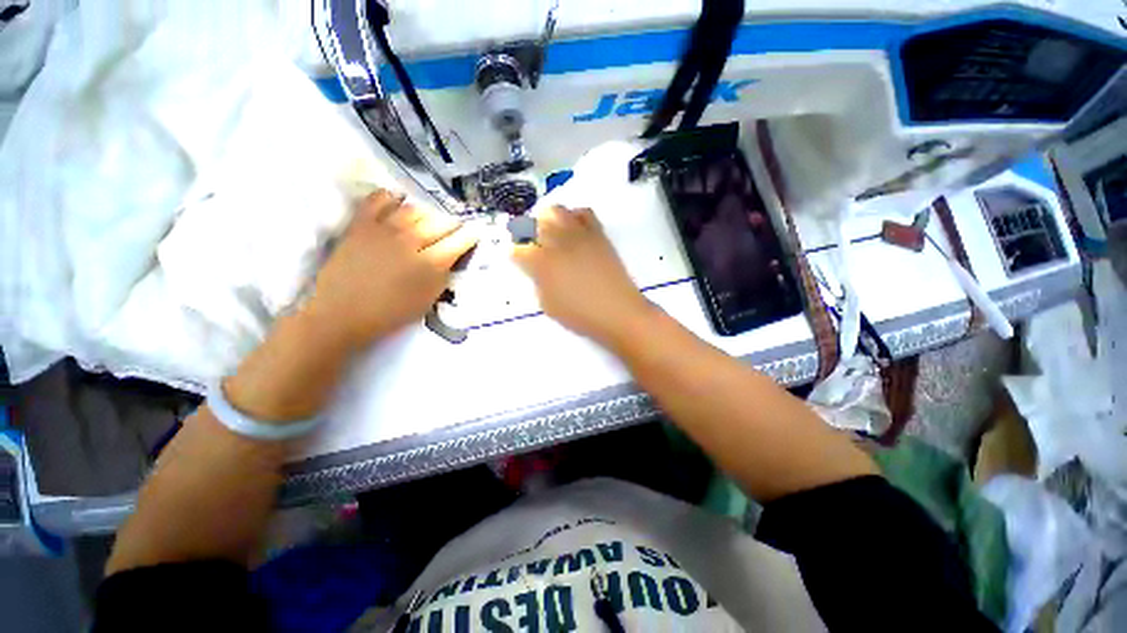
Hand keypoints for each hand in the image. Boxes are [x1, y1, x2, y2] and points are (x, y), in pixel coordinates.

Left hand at [306, 189, 477, 346]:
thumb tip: (450, 258)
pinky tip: (397, 199)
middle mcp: (412, 242)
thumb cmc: (389, 314)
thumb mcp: (427, 301)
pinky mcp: (361, 224)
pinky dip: (391, 197)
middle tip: (456, 224)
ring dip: (426, 211)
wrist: (340, 313)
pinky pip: (378, 200)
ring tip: (429, 215)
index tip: (474, 232)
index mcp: (431, 265)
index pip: (459, 241)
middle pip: (440, 222)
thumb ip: (442, 277)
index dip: (470, 235)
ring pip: (414, 209)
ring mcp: (385, 230)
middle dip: (452, 222)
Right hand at [512, 205, 653, 345]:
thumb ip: (539, 281)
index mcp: (542, 262)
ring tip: (552, 235)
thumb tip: (538, 268)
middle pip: (534, 223)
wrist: (618, 312)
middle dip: (529, 233)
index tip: (520, 261)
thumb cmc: (580, 315)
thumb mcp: (548, 304)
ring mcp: (579, 235)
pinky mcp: (597, 234)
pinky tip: (574, 231)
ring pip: (556, 211)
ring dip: (548, 220)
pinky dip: (574, 217)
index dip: (517, 255)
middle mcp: (557, 242)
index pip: (518, 249)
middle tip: (533, 246)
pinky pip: (583, 213)